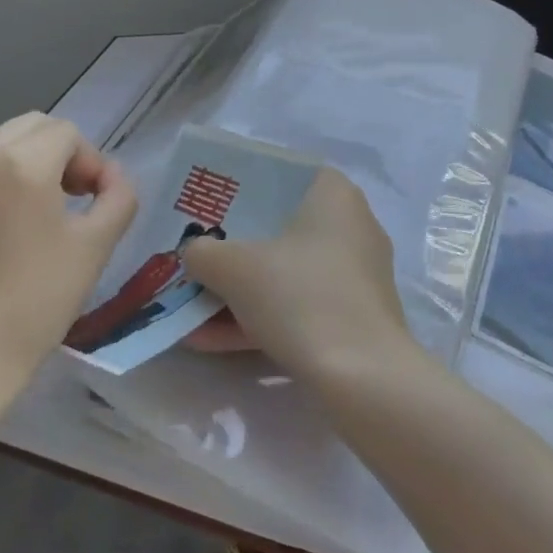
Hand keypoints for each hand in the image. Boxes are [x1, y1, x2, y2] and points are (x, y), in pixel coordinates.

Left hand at [0, 113, 137, 389]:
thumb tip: (113, 177)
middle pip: (30, 127)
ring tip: (41, 218)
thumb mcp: (95, 247)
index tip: (94, 202)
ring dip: (29, 167)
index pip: (66, 132)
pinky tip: (5, 236)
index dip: (91, 160)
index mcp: (22, 164)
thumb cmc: (34, 301)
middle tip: (73, 199)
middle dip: (60, 153)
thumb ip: (118, 198)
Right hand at [181, 168, 417, 384]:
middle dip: (233, 248)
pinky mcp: (354, 316)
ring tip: (190, 308)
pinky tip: (211, 341)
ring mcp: (355, 274)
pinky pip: (298, 306)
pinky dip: (259, 318)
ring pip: (285, 272)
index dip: (239, 188)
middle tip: (196, 256)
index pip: (280, 175)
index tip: (207, 206)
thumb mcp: (233, 267)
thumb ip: (203, 252)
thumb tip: (194, 253)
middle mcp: (351, 225)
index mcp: (332, 193)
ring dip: (239, 291)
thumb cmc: (299, 295)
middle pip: (279, 227)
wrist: (362, 377)